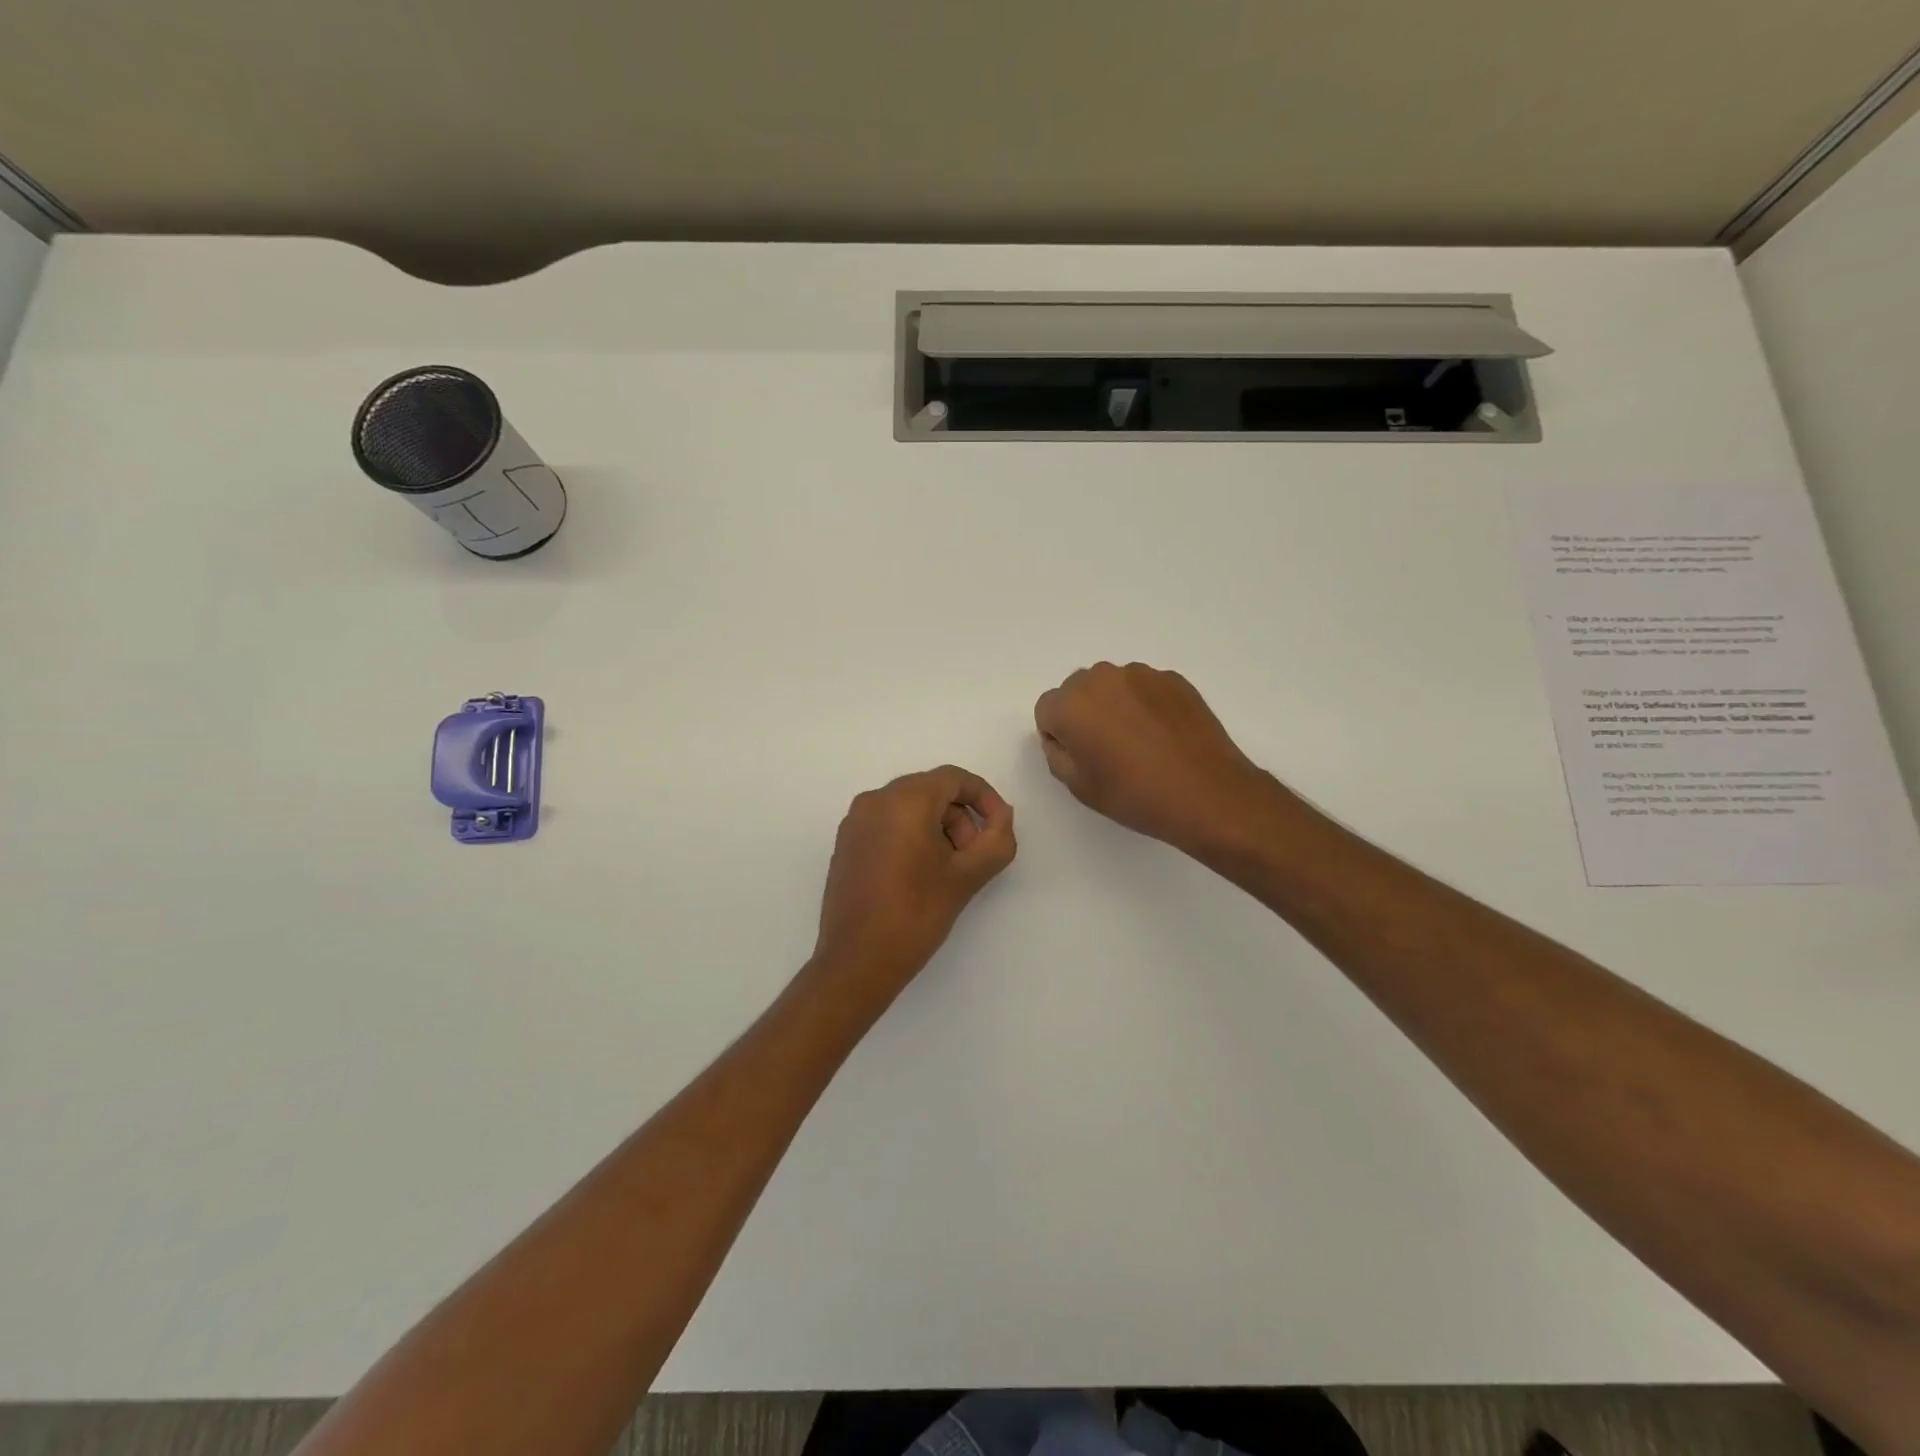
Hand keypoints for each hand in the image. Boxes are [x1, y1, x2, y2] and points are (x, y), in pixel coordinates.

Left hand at [814, 766, 1016, 996]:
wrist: (857, 961)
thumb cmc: (916, 914)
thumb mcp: (968, 876)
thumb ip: (997, 839)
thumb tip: (1000, 817)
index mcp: (904, 800)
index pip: (954, 779)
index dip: (984, 798)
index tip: (999, 828)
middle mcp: (874, 800)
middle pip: (931, 791)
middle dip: (961, 817)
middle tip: (974, 856)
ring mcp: (855, 821)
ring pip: (909, 807)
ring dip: (938, 828)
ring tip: (949, 870)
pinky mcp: (846, 843)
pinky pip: (887, 823)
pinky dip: (911, 836)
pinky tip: (920, 875)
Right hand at [1034, 662, 1280, 852]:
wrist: (1207, 792)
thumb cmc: (1135, 794)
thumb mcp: (1079, 786)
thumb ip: (1057, 753)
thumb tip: (1063, 736)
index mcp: (1071, 705)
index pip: (1046, 709)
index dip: (1058, 735)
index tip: (1080, 757)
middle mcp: (1101, 678)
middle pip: (1077, 691)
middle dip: (1084, 714)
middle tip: (1107, 750)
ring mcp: (1141, 675)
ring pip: (1112, 686)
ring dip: (1115, 706)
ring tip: (1139, 743)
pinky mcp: (1173, 679)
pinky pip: (1144, 688)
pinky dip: (1145, 705)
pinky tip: (1163, 736)